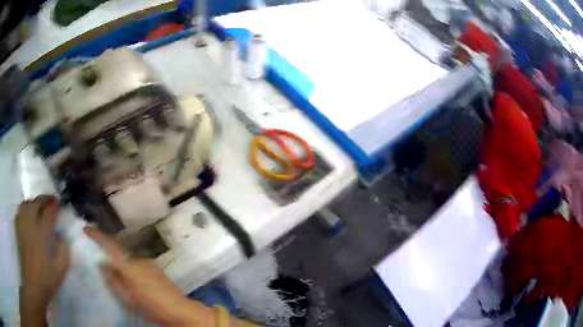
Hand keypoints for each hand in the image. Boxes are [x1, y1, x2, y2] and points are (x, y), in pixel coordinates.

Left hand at [16, 195, 68, 323]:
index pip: (48, 213)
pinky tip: (30, 212)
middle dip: (45, 199)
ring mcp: (23, 225)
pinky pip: (21, 209)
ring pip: (27, 203)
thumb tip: (61, 235)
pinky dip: (26, 206)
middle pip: (37, 203)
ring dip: (35, 202)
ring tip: (41, 206)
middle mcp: (31, 225)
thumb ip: (63, 251)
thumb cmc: (47, 279)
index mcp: (42, 235)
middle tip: (52, 201)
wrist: (33, 284)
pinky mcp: (19, 228)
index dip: (54, 206)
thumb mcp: (61, 270)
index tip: (59, 203)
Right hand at [84, 227, 212, 325]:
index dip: (97, 235)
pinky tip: (138, 284)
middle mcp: (138, 259)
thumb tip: (101, 263)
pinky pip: (138, 264)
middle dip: (111, 257)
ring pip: (129, 260)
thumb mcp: (127, 298)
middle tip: (106, 270)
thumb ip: (113, 280)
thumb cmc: (151, 307)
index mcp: (129, 266)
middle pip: (119, 252)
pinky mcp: (157, 268)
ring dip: (123, 267)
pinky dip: (133, 270)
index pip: (109, 245)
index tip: (86, 229)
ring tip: (126, 284)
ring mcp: (149, 263)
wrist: (180, 310)